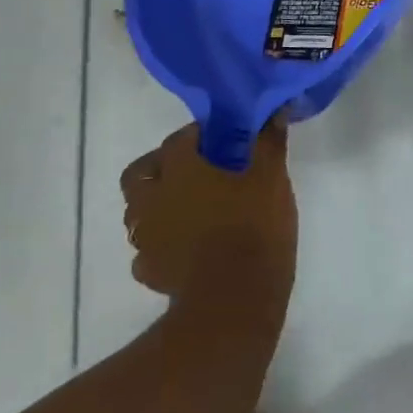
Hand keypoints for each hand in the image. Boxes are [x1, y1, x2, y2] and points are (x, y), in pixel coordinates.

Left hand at [120, 122, 296, 302]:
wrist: (234, 299)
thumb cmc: (253, 227)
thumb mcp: (271, 178)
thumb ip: (268, 143)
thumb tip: (274, 113)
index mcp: (180, 169)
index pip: (178, 139)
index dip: (198, 135)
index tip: (221, 139)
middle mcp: (153, 198)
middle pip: (140, 173)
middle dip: (160, 167)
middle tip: (192, 171)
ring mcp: (147, 237)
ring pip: (139, 212)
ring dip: (157, 205)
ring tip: (189, 209)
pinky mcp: (150, 271)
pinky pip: (147, 249)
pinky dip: (161, 243)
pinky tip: (186, 247)